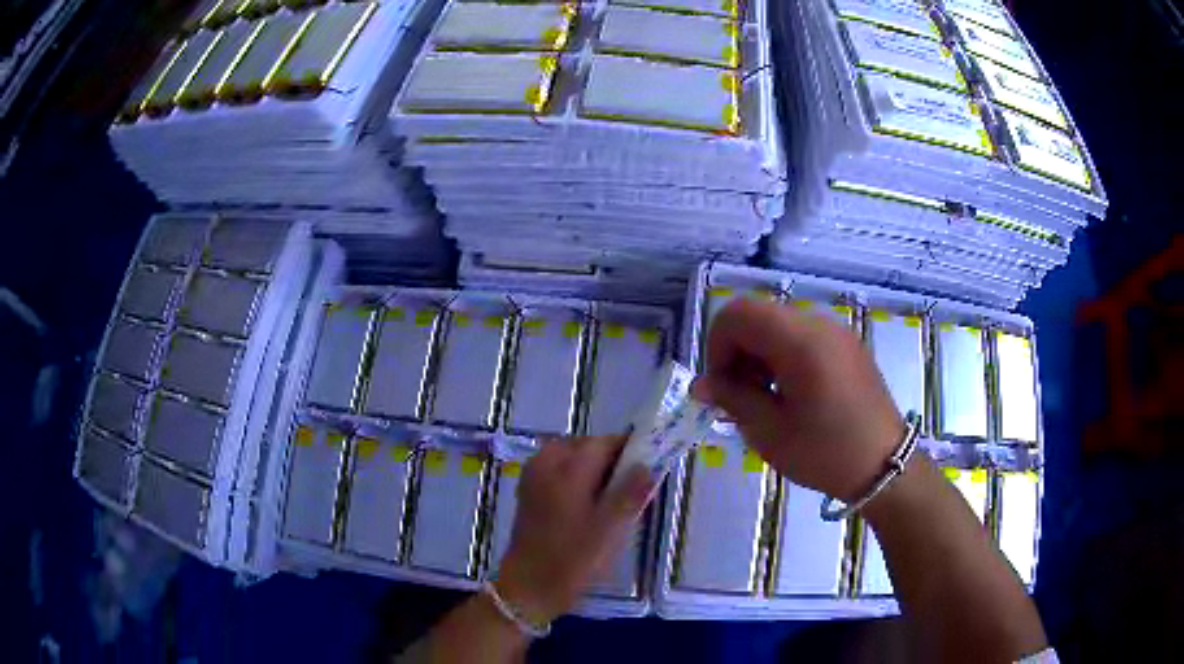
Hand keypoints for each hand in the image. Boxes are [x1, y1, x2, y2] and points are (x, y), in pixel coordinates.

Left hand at [496, 435, 653, 623]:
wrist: (529, 587)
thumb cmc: (572, 559)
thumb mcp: (610, 529)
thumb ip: (630, 493)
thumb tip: (647, 465)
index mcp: (567, 468)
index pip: (605, 443)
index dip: (629, 450)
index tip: (649, 466)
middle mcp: (547, 463)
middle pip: (587, 447)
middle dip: (612, 461)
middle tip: (632, 489)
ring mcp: (534, 476)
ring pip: (573, 458)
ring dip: (594, 470)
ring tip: (612, 500)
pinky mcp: (529, 491)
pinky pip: (559, 471)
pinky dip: (577, 479)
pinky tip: (588, 506)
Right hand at [691, 298, 903, 500]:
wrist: (884, 466)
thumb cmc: (825, 453)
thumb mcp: (769, 432)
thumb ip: (732, 399)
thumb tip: (701, 385)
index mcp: (800, 341)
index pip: (738, 314)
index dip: (718, 346)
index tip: (723, 387)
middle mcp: (819, 324)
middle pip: (758, 316)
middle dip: (737, 351)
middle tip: (740, 397)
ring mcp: (836, 332)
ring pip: (778, 324)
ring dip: (759, 354)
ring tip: (765, 399)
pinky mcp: (847, 345)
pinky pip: (802, 336)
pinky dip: (782, 355)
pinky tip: (791, 394)